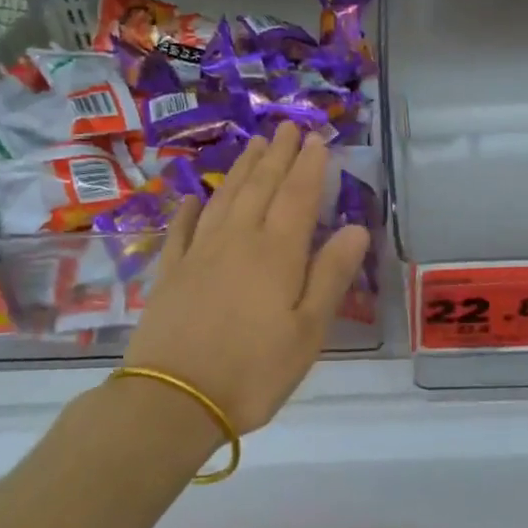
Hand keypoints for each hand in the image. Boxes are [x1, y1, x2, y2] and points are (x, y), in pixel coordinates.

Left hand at [123, 124, 371, 434]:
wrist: (173, 399)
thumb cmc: (253, 371)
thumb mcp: (308, 331)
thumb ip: (331, 275)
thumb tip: (356, 228)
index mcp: (276, 252)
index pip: (298, 196)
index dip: (309, 165)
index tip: (316, 138)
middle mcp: (238, 240)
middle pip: (261, 187)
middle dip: (277, 155)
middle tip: (286, 127)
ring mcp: (199, 253)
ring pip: (225, 198)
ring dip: (242, 169)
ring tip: (254, 144)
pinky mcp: (171, 273)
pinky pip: (183, 229)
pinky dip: (191, 209)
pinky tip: (194, 196)